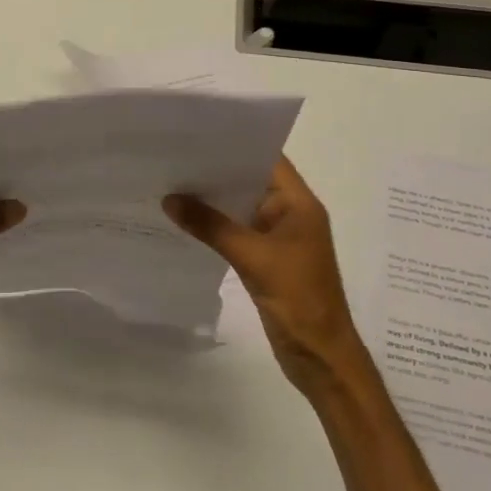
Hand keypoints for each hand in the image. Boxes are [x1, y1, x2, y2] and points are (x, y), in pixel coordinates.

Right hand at [165, 158, 370, 395]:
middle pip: (252, 180)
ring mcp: (279, 238)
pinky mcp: (266, 259)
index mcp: (299, 204)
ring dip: (214, 199)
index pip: (268, 159)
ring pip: (241, 207)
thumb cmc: (298, 299)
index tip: (200, 133)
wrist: (320, 357)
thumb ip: (211, 226)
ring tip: (174, 181)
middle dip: (218, 170)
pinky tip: (186, 219)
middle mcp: (290, 214)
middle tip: (177, 155)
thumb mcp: (253, 257)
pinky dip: (215, 225)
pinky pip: (237, 232)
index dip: (238, 144)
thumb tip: (170, 199)